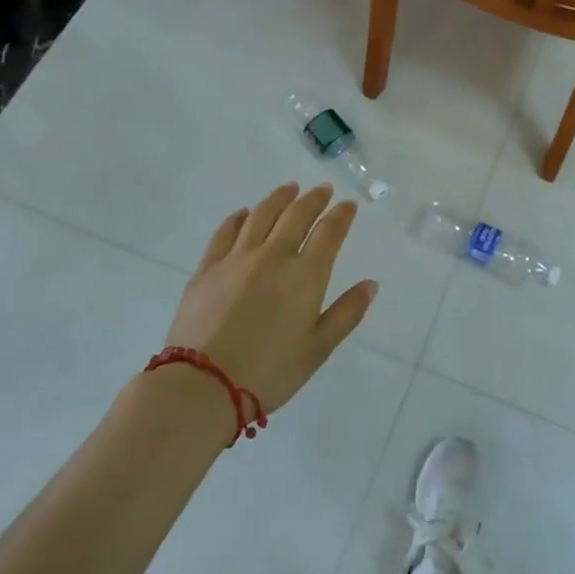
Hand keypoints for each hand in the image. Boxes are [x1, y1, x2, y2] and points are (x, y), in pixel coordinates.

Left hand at [165, 183, 377, 412]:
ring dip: (279, 199)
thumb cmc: (270, 371)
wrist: (203, 384)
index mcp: (305, 275)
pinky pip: (226, 232)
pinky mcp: (207, 268)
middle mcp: (273, 256)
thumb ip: (347, 313)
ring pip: (261, 215)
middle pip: (296, 216)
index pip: (329, 233)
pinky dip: (239, 218)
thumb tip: (370, 284)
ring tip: (289, 188)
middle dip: (313, 199)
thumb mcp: (318, 348)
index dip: (341, 216)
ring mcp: (237, 259)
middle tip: (322, 190)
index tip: (348, 205)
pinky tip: (244, 213)